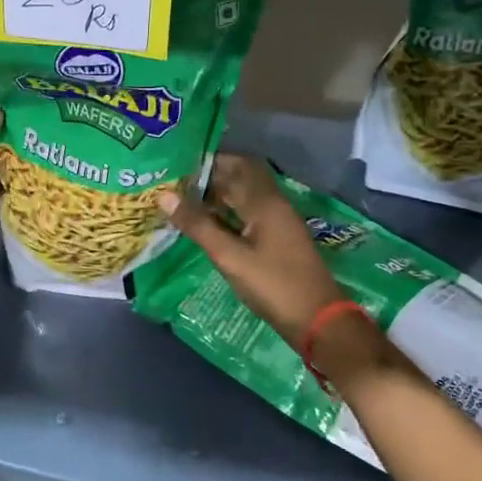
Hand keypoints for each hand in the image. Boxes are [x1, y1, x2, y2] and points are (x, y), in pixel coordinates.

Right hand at [156, 155, 357, 352]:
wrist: (317, 320)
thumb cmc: (273, 285)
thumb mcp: (229, 256)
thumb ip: (198, 225)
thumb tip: (164, 196)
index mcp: (265, 202)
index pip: (237, 164)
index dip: (211, 159)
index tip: (180, 162)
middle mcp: (273, 205)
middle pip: (241, 179)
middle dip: (211, 177)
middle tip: (176, 182)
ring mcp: (277, 223)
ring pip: (244, 198)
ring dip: (218, 196)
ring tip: (183, 200)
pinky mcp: (277, 240)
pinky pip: (248, 214)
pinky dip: (227, 213)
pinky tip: (206, 224)